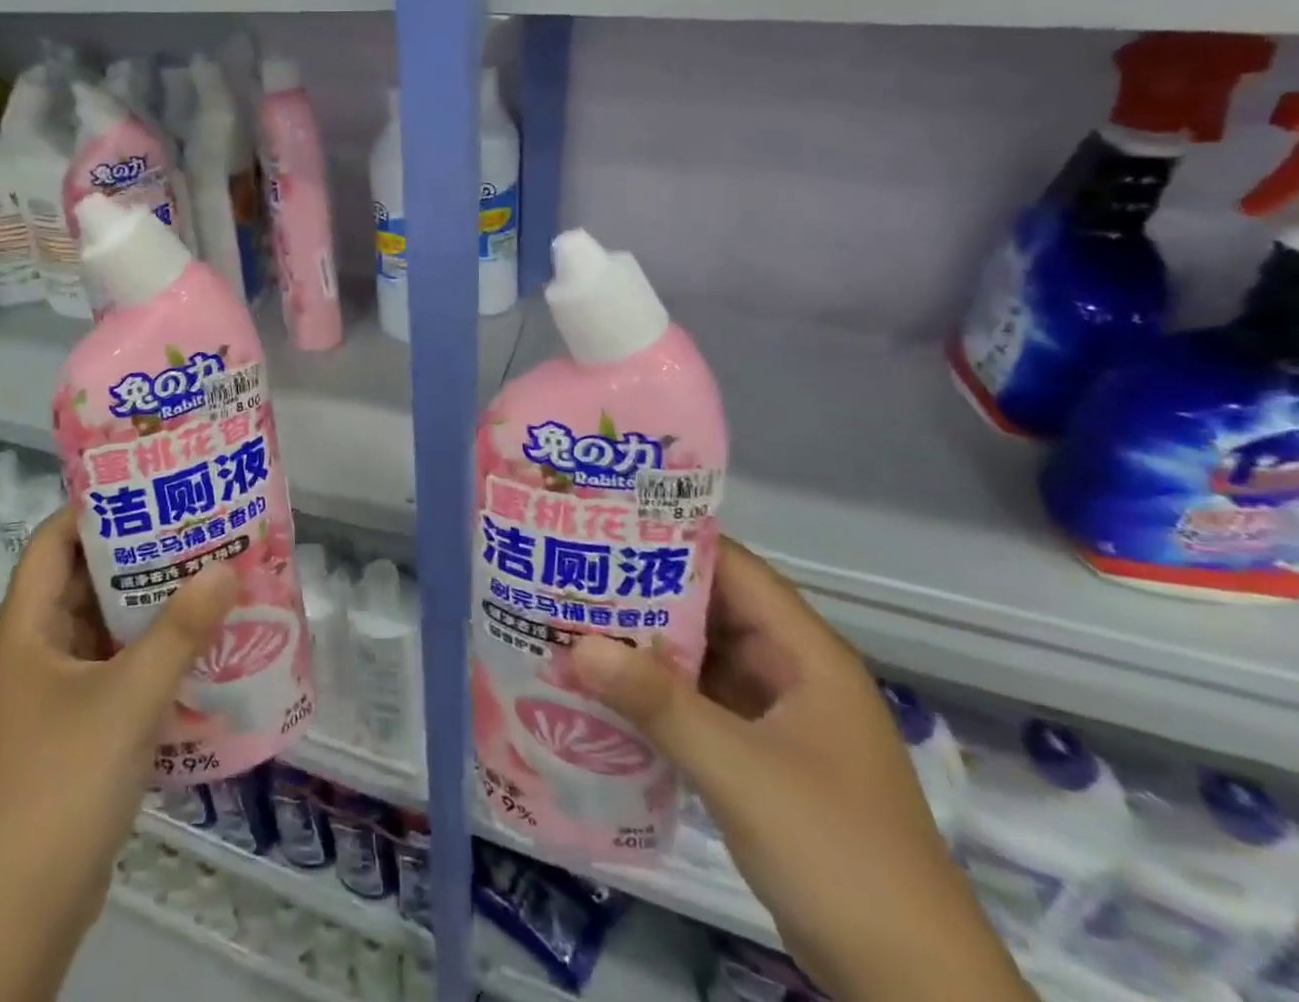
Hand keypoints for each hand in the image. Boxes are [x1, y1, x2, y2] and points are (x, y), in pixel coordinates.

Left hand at [0, 505, 238, 1001]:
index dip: (95, 509)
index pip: (53, 542)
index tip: (153, 489)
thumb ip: (181, 630)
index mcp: (24, 630)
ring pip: (102, 628)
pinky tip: (197, 645)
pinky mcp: (73, 731)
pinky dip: (149, 652)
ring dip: (149, 606)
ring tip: (208, 575)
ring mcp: (52, 695)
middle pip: (83, 581)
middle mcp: (33, 653)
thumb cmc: (62, 784)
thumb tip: (227, 567)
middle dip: (138, 555)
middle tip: (197, 528)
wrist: (19, 916)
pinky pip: (114, 669)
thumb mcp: (130, 698)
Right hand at [572, 538, 1033, 1001]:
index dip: (672, 542)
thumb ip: (658, 703)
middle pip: (711, 611)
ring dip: (645, 647)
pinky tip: (605, 691)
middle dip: (644, 595)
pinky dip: (657, 695)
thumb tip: (577, 645)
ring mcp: (777, 719)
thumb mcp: (740, 770)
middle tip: (571, 576)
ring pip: (702, 660)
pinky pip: (700, 706)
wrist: (914, 991)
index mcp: (805, 653)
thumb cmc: (838, 854)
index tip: (604, 529)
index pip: (733, 568)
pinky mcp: (761, 760)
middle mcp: (791, 672)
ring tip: (573, 623)